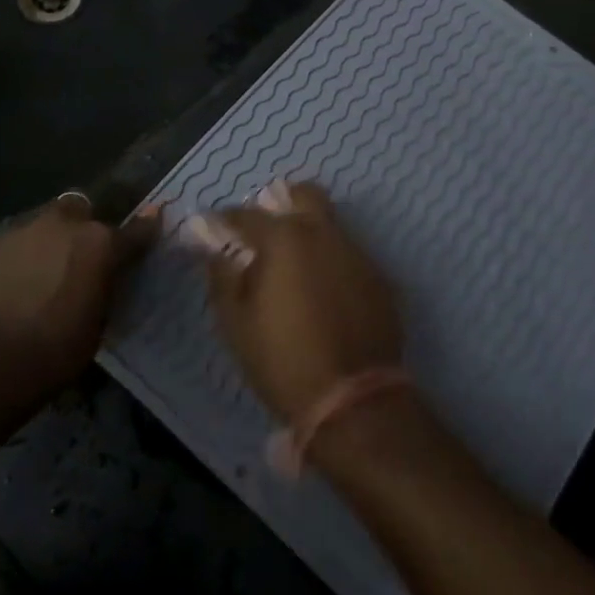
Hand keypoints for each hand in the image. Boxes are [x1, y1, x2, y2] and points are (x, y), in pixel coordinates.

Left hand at [0, 194, 159, 391]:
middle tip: (86, 251)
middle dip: (86, 224)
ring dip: (54, 238)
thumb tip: (105, 282)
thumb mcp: (96, 326)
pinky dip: (29, 254)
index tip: (154, 221)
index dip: (145, 228)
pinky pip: (24, 241)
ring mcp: (28, 230)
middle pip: (84, 209)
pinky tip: (24, 278)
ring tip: (52, 268)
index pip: (135, 230)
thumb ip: (105, 292)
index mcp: (102, 244)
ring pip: (49, 222)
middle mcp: (68, 225)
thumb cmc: (54, 349)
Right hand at [191, 180, 403, 423]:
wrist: (353, 400)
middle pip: (304, 194)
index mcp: (284, 238)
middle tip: (266, 230)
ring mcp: (357, 253)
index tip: (215, 228)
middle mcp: (323, 233)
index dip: (226, 220)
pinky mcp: (379, 277)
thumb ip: (222, 276)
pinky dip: (331, 259)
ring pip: (330, 224)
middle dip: (282, 201)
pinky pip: (349, 254)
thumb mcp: (235, 322)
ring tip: (294, 263)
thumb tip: (215, 249)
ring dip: (309, 231)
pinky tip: (322, 288)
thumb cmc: (282, 358)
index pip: (247, 214)